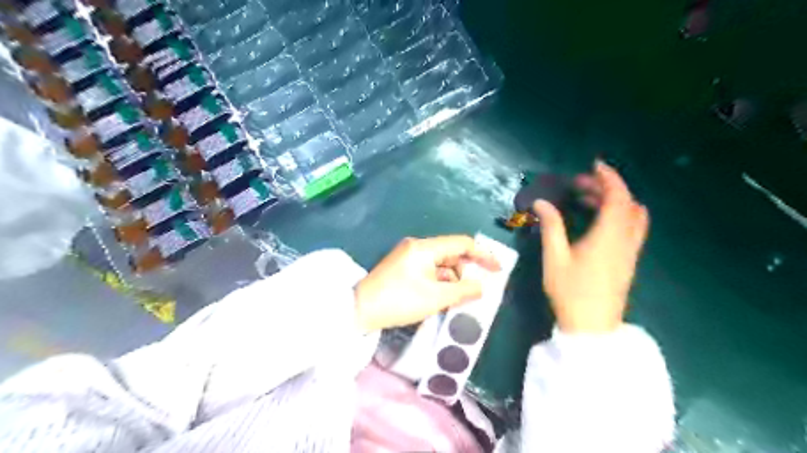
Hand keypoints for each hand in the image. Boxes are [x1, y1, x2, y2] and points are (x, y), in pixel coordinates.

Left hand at [353, 238, 499, 332]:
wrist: (360, 310)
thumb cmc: (399, 301)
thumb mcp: (435, 298)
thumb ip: (463, 290)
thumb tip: (482, 287)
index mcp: (425, 248)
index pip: (461, 244)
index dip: (482, 255)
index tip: (497, 269)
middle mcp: (417, 246)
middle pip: (451, 253)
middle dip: (465, 271)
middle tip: (474, 291)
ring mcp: (408, 255)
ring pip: (440, 263)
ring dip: (452, 278)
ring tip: (456, 298)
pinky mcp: (402, 265)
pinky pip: (429, 268)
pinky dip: (439, 280)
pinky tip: (442, 296)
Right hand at [534, 161, 647, 332]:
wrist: (592, 327)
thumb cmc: (570, 292)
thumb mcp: (555, 258)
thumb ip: (551, 226)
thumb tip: (541, 203)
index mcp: (608, 236)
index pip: (617, 197)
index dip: (609, 178)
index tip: (594, 165)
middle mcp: (625, 240)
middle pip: (627, 204)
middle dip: (607, 188)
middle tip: (580, 185)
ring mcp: (630, 252)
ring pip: (633, 216)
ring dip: (614, 201)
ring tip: (586, 200)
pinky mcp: (627, 261)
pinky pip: (631, 228)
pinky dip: (618, 215)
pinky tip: (596, 222)